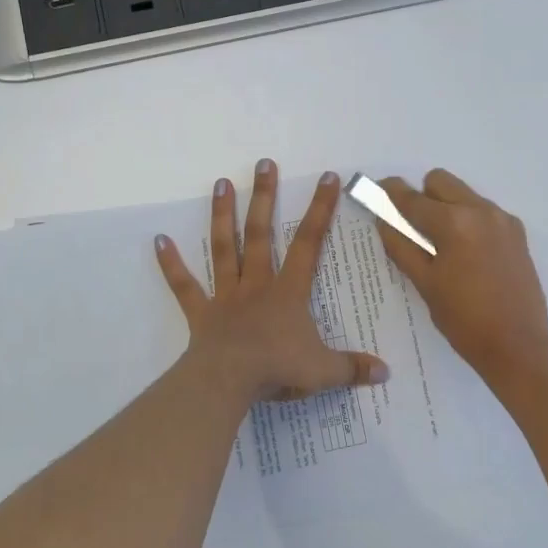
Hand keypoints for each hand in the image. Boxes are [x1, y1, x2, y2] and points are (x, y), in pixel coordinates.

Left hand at [156, 159, 389, 403]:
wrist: (227, 383)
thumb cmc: (276, 370)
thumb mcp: (323, 372)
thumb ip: (354, 368)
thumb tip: (388, 372)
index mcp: (287, 292)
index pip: (308, 243)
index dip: (320, 209)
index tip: (327, 177)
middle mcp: (256, 284)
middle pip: (260, 234)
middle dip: (264, 197)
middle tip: (263, 163)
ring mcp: (225, 296)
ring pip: (224, 248)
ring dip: (223, 215)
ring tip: (221, 183)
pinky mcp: (201, 312)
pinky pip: (184, 285)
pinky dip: (171, 264)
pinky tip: (159, 240)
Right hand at [375, 169, 547, 375]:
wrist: (518, 345)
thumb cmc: (464, 319)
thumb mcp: (424, 283)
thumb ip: (400, 245)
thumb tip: (383, 219)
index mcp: (454, 223)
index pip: (412, 198)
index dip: (390, 193)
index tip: (377, 190)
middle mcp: (480, 210)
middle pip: (440, 181)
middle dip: (422, 196)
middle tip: (413, 228)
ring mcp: (502, 219)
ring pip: (463, 194)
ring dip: (446, 207)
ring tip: (441, 245)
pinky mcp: (516, 232)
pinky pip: (483, 211)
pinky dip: (468, 220)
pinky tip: (467, 254)